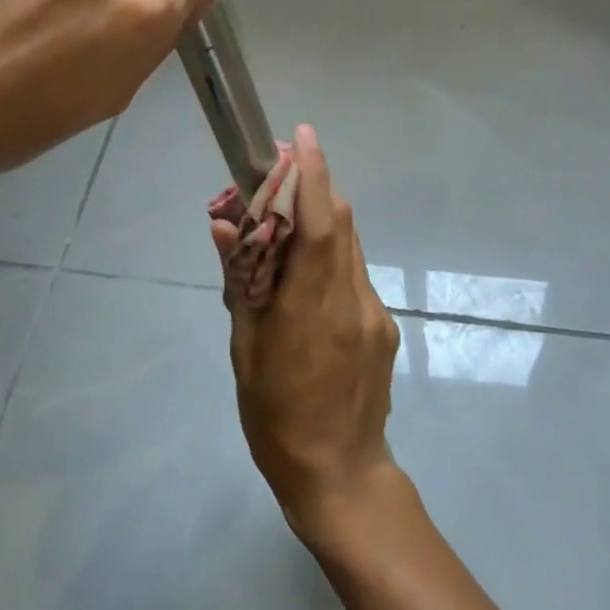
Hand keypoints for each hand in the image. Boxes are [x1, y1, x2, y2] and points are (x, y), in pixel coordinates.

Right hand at [211, 124, 401, 538]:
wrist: (340, 473)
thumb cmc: (275, 416)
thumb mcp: (245, 350)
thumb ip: (241, 284)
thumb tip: (225, 227)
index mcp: (310, 307)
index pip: (318, 224)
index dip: (313, 175)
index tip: (303, 135)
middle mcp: (351, 300)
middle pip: (340, 223)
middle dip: (316, 188)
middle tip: (282, 173)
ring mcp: (374, 314)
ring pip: (350, 247)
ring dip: (322, 222)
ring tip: (286, 227)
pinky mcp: (384, 327)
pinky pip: (355, 276)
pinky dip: (331, 259)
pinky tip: (307, 282)